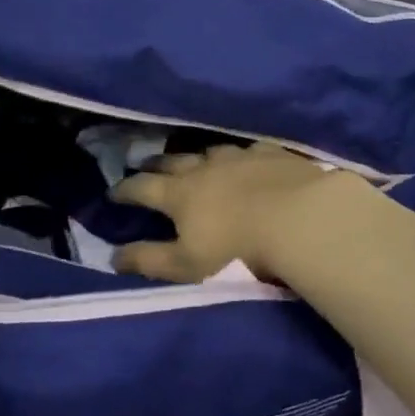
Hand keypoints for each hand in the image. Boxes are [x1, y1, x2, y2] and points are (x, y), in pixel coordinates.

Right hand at [109, 143, 365, 281]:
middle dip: (155, 164)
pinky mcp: (274, 155)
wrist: (301, 221)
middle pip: (173, 161)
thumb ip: (148, 260)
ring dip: (197, 156)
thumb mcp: (186, 265)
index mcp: (180, 194)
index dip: (125, 190)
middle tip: (145, 164)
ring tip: (194, 160)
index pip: (143, 188)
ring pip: (211, 151)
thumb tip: (113, 256)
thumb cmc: (237, 251)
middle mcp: (206, 168)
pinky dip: (241, 155)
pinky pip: (250, 150)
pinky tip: (246, 158)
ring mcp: (241, 157)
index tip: (113, 192)